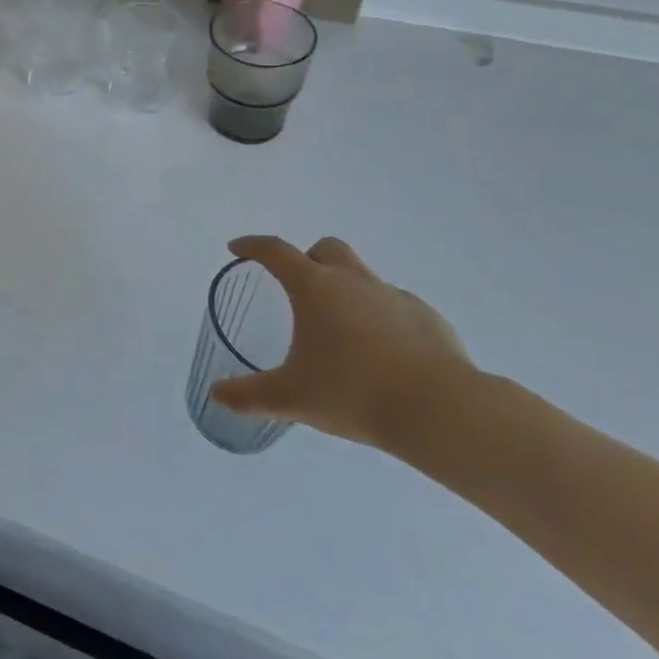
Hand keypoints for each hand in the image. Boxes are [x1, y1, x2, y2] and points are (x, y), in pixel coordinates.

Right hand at [210, 236, 473, 450]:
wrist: (441, 411)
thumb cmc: (354, 393)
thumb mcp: (291, 398)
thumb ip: (249, 395)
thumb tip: (216, 394)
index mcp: (315, 288)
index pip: (276, 251)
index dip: (253, 246)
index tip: (237, 248)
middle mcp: (354, 281)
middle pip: (326, 249)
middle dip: (308, 259)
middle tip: (298, 288)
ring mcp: (395, 296)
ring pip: (363, 277)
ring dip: (347, 291)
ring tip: (341, 334)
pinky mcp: (429, 319)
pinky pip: (396, 307)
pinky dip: (381, 319)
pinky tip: (383, 356)